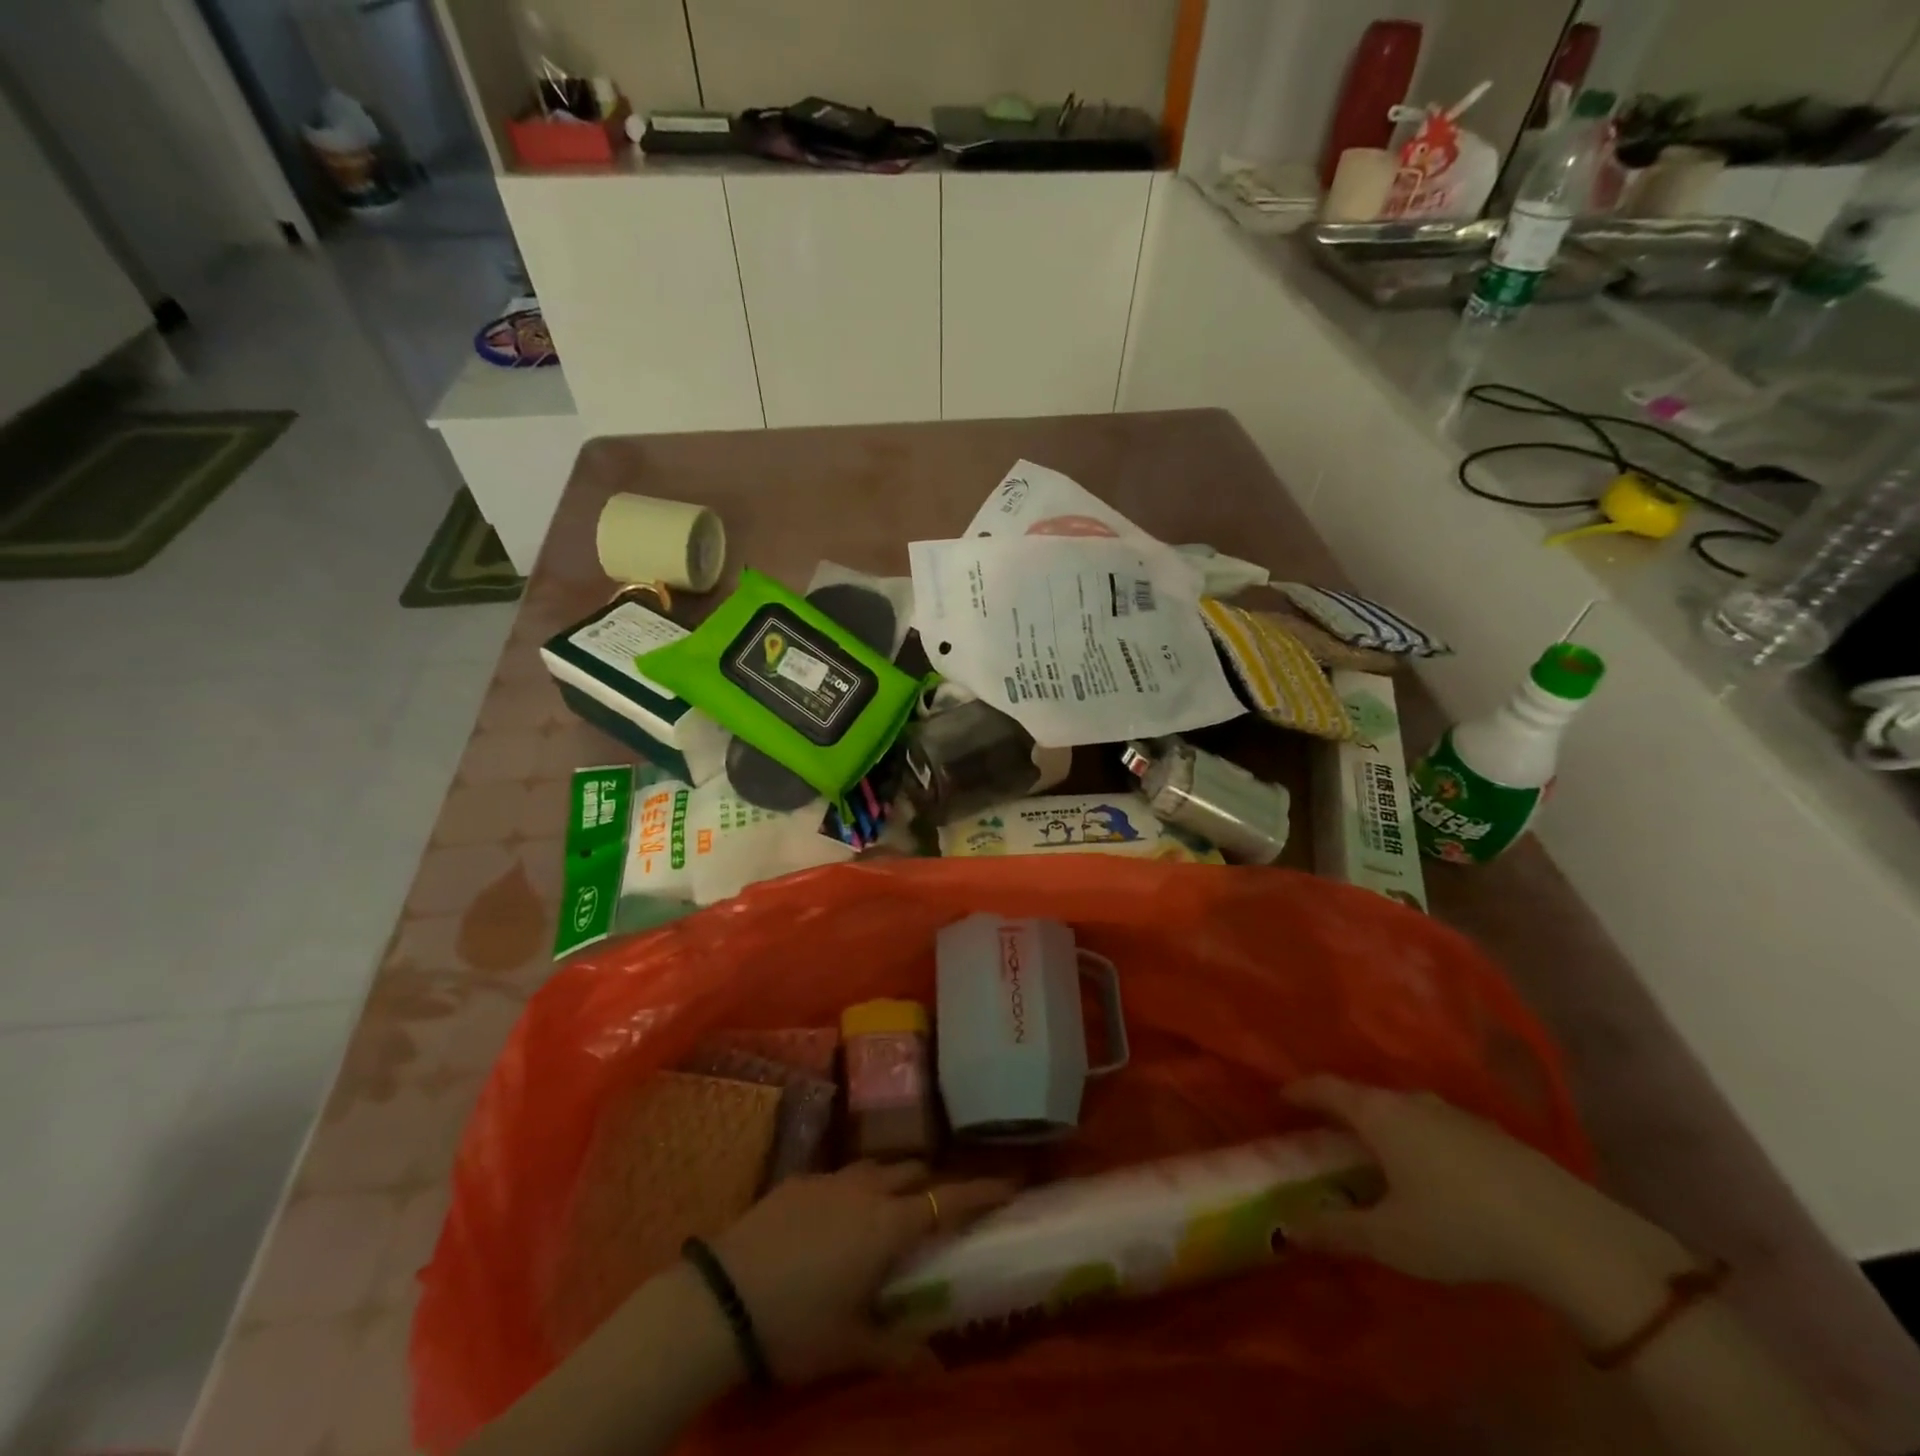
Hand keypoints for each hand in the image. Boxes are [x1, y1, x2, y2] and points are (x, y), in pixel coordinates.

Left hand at [709, 1161, 1012, 1383]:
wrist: (721, 1299)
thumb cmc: (795, 1326)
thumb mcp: (849, 1346)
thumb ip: (896, 1348)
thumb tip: (937, 1364)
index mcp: (887, 1226)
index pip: (947, 1200)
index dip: (981, 1190)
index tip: (1010, 1181)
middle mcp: (864, 1190)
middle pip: (912, 1171)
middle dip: (933, 1181)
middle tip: (941, 1204)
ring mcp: (828, 1179)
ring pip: (875, 1166)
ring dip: (892, 1180)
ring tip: (891, 1205)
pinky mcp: (796, 1179)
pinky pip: (838, 1175)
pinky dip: (852, 1188)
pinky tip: (836, 1215)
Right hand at [1282, 1077, 1692, 1325]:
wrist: (1566, 1234)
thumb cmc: (1459, 1226)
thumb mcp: (1390, 1239)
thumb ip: (1335, 1231)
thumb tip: (1287, 1229)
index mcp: (1377, 1114)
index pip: (1324, 1088)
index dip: (1299, 1091)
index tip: (1280, 1098)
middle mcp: (1410, 1101)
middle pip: (1363, 1094)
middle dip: (1339, 1109)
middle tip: (1324, 1131)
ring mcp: (1454, 1113)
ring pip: (1402, 1108)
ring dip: (1382, 1123)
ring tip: (1375, 1150)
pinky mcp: (1491, 1133)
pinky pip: (1436, 1124)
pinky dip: (1418, 1136)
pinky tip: (1430, 1169)